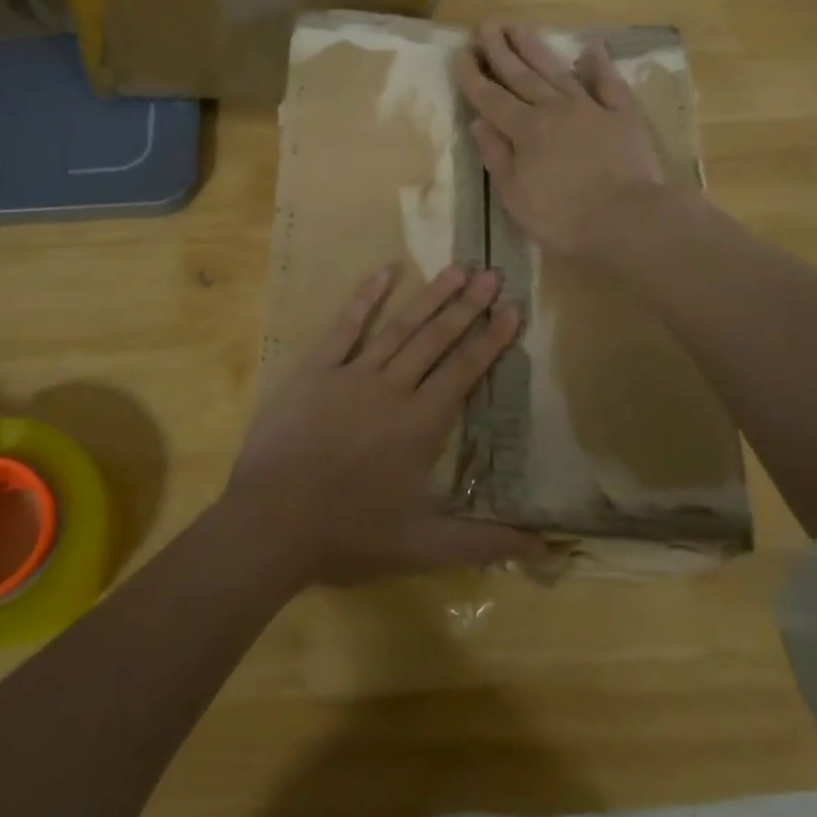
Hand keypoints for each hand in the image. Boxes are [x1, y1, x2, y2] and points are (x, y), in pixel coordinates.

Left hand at [221, 264, 545, 587]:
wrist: (273, 520)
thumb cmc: (350, 532)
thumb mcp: (423, 545)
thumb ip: (484, 543)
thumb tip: (544, 548)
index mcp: (421, 423)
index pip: (465, 370)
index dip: (492, 339)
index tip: (513, 309)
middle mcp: (393, 388)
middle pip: (437, 339)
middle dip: (468, 306)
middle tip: (492, 273)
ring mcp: (351, 374)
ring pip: (399, 327)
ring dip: (430, 297)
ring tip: (456, 269)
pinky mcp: (315, 370)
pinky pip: (345, 326)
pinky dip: (366, 297)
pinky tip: (384, 271)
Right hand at [454, 21, 667, 260]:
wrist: (627, 220)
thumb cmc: (563, 218)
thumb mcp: (515, 196)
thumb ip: (497, 157)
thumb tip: (478, 124)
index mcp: (525, 130)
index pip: (491, 98)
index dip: (473, 77)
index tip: (460, 54)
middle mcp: (554, 109)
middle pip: (522, 76)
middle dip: (501, 51)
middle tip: (486, 25)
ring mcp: (591, 108)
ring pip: (557, 71)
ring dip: (536, 48)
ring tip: (518, 27)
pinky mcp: (623, 115)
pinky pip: (609, 83)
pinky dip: (600, 64)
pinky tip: (591, 48)